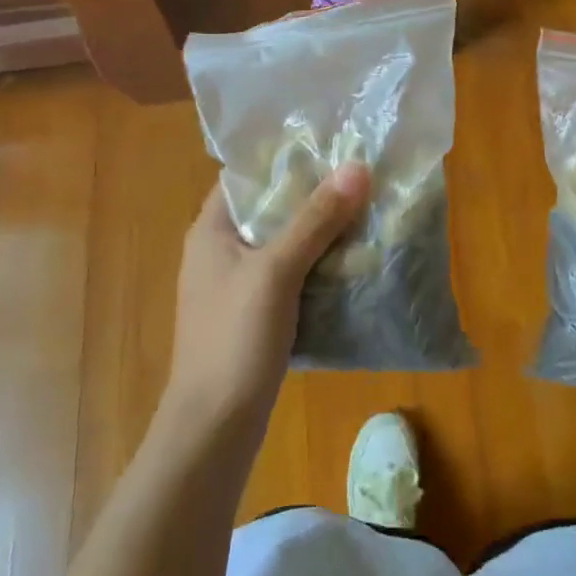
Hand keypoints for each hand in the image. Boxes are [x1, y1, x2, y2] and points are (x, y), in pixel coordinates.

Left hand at [165, 164, 371, 429]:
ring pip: (284, 245)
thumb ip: (315, 220)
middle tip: (360, 180)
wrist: (214, 428)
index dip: (286, 160)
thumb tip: (357, 168)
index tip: (331, 147)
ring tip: (365, 214)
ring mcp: (236, 287)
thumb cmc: (235, 339)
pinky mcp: (254, 317)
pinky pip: (290, 278)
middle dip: (313, 197)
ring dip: (320, 234)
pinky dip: (317, 268)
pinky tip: (352, 265)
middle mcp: (220, 252)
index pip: (247, 177)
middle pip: (271, 210)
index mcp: (211, 230)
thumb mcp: (277, 271)